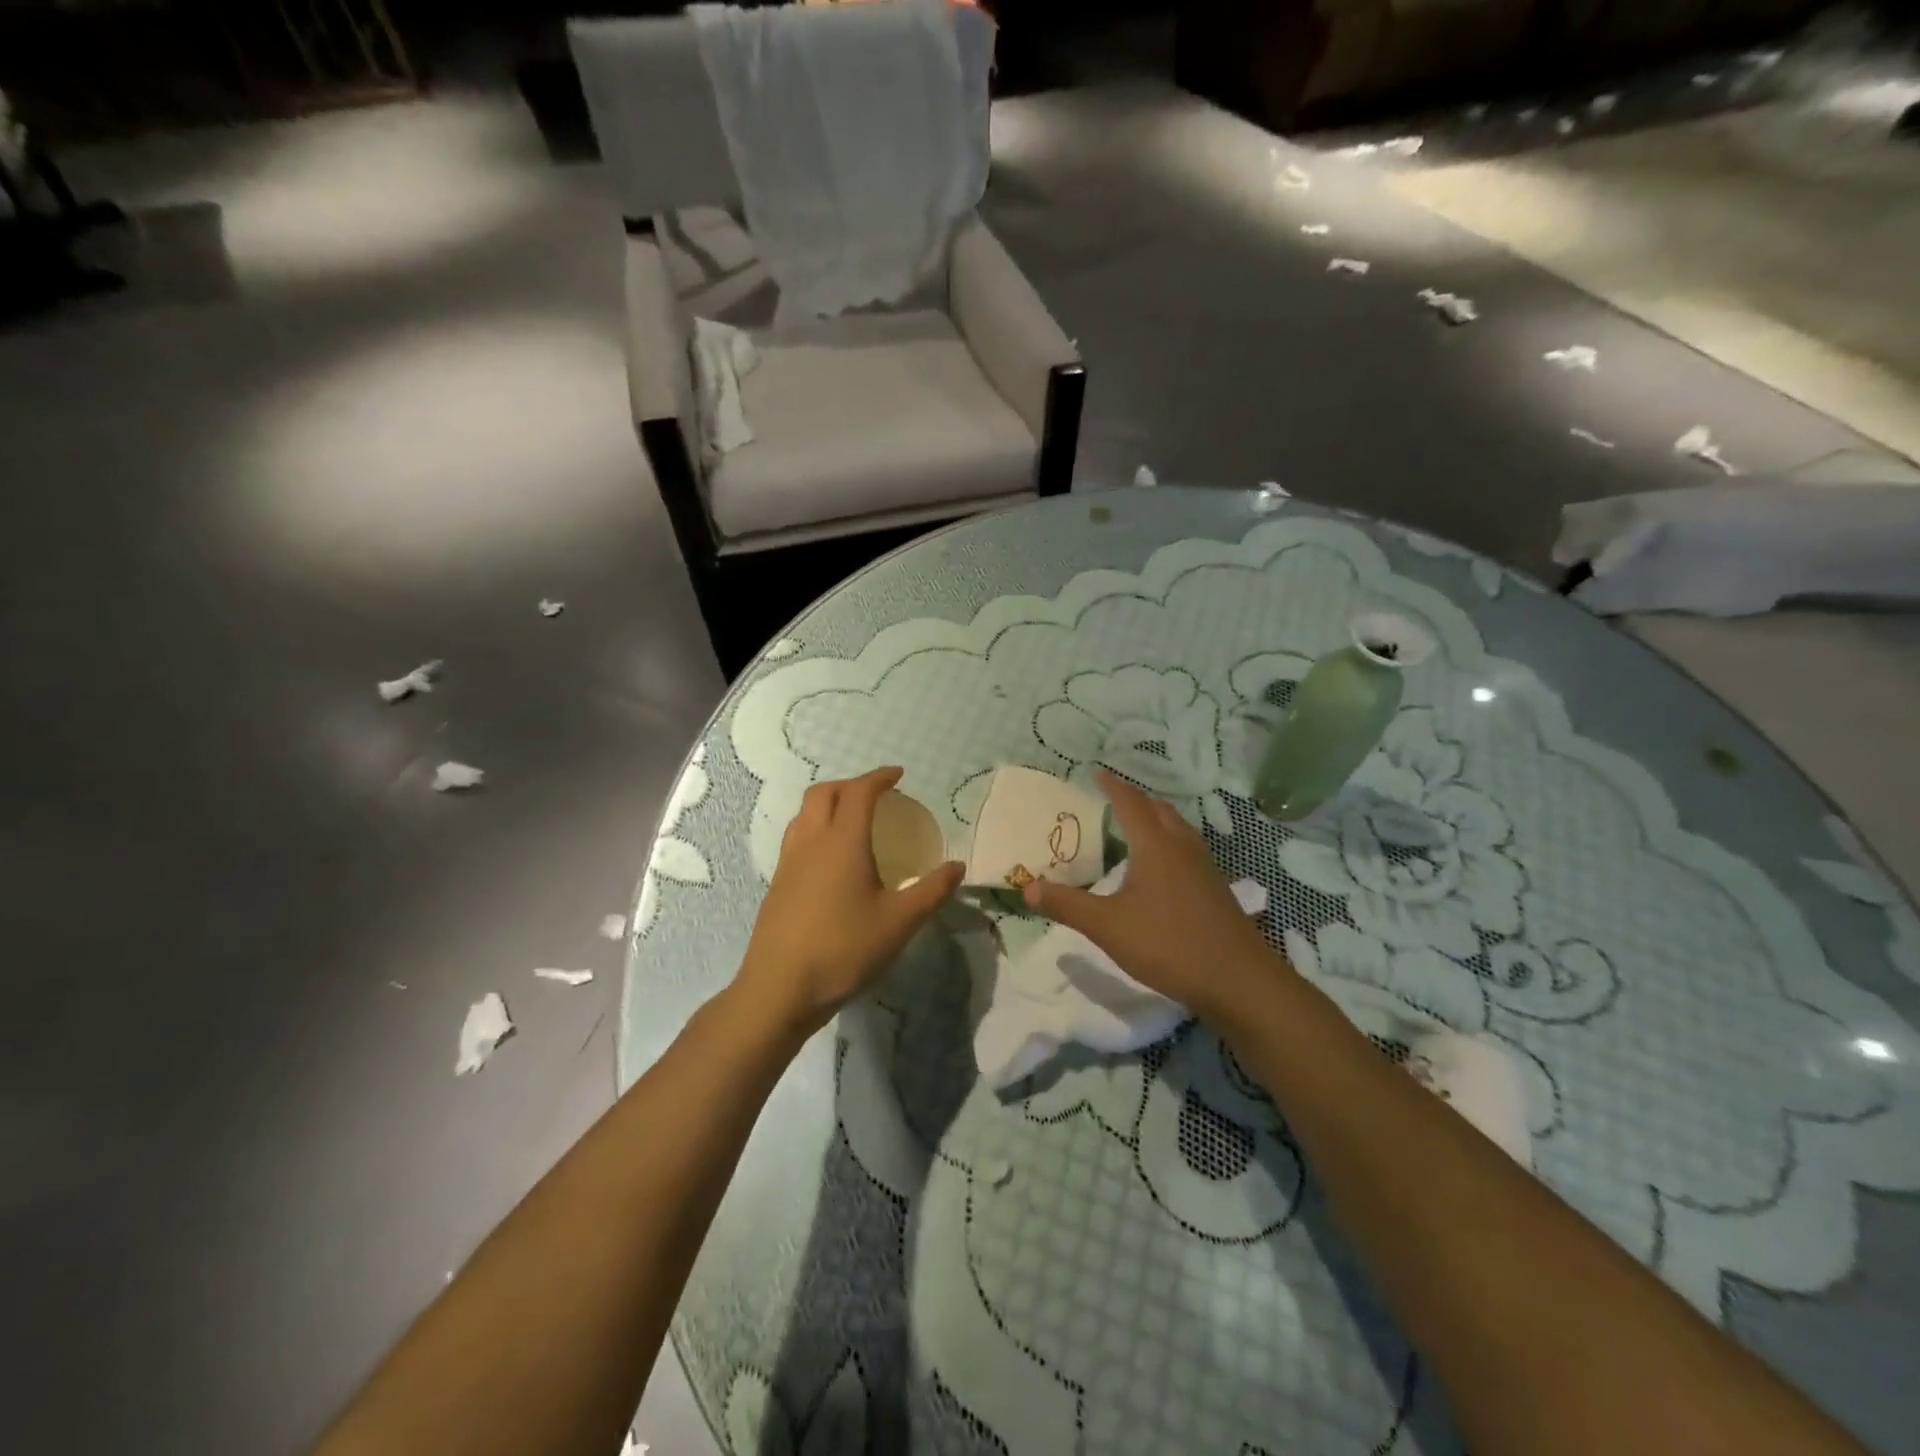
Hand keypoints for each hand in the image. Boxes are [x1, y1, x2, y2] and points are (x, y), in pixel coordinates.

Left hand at [736, 767, 963, 1036]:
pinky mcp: (777, 883)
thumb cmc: (844, 950)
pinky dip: (816, 828)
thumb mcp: (899, 923)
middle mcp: (811, 842)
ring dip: (828, 804)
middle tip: (876, 795)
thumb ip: (932, 891)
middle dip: (850, 784)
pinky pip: (796, 837)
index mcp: (842, 842)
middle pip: (824, 793)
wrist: (779, 990)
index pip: (859, 792)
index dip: (879, 778)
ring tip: (852, 820)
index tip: (898, 775)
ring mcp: (788, 862)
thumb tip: (958, 866)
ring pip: (804, 813)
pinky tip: (831, 859)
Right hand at [1022, 770, 1284, 1019]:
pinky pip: (1189, 849)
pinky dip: (1171, 842)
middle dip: (1136, 799)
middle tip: (1115, 797)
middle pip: (1160, 809)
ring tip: (1138, 824)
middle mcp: (1182, 847)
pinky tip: (1164, 867)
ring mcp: (1205, 867)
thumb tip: (1028, 887)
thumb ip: (1067, 905)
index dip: (1113, 786)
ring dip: (1157, 818)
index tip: (1098, 772)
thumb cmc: (1169, 944)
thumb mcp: (1108, 926)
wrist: (1238, 980)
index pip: (1130, 803)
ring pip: (1179, 828)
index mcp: (1155, 845)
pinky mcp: (1216, 888)